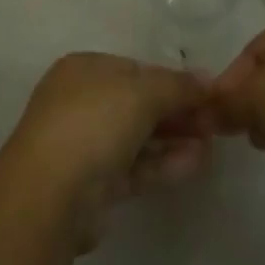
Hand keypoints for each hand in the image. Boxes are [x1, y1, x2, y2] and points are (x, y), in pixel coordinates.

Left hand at [0, 53, 213, 248]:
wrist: (50, 195)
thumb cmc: (94, 123)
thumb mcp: (142, 92)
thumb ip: (178, 85)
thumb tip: (207, 80)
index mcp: (84, 70)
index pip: (135, 69)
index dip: (171, 80)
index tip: (205, 93)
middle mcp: (81, 102)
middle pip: (138, 103)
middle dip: (176, 111)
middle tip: (214, 122)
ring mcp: (85, 146)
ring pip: (138, 137)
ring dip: (174, 138)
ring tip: (211, 144)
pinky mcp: (94, 187)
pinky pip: (135, 168)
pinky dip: (163, 163)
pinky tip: (196, 163)